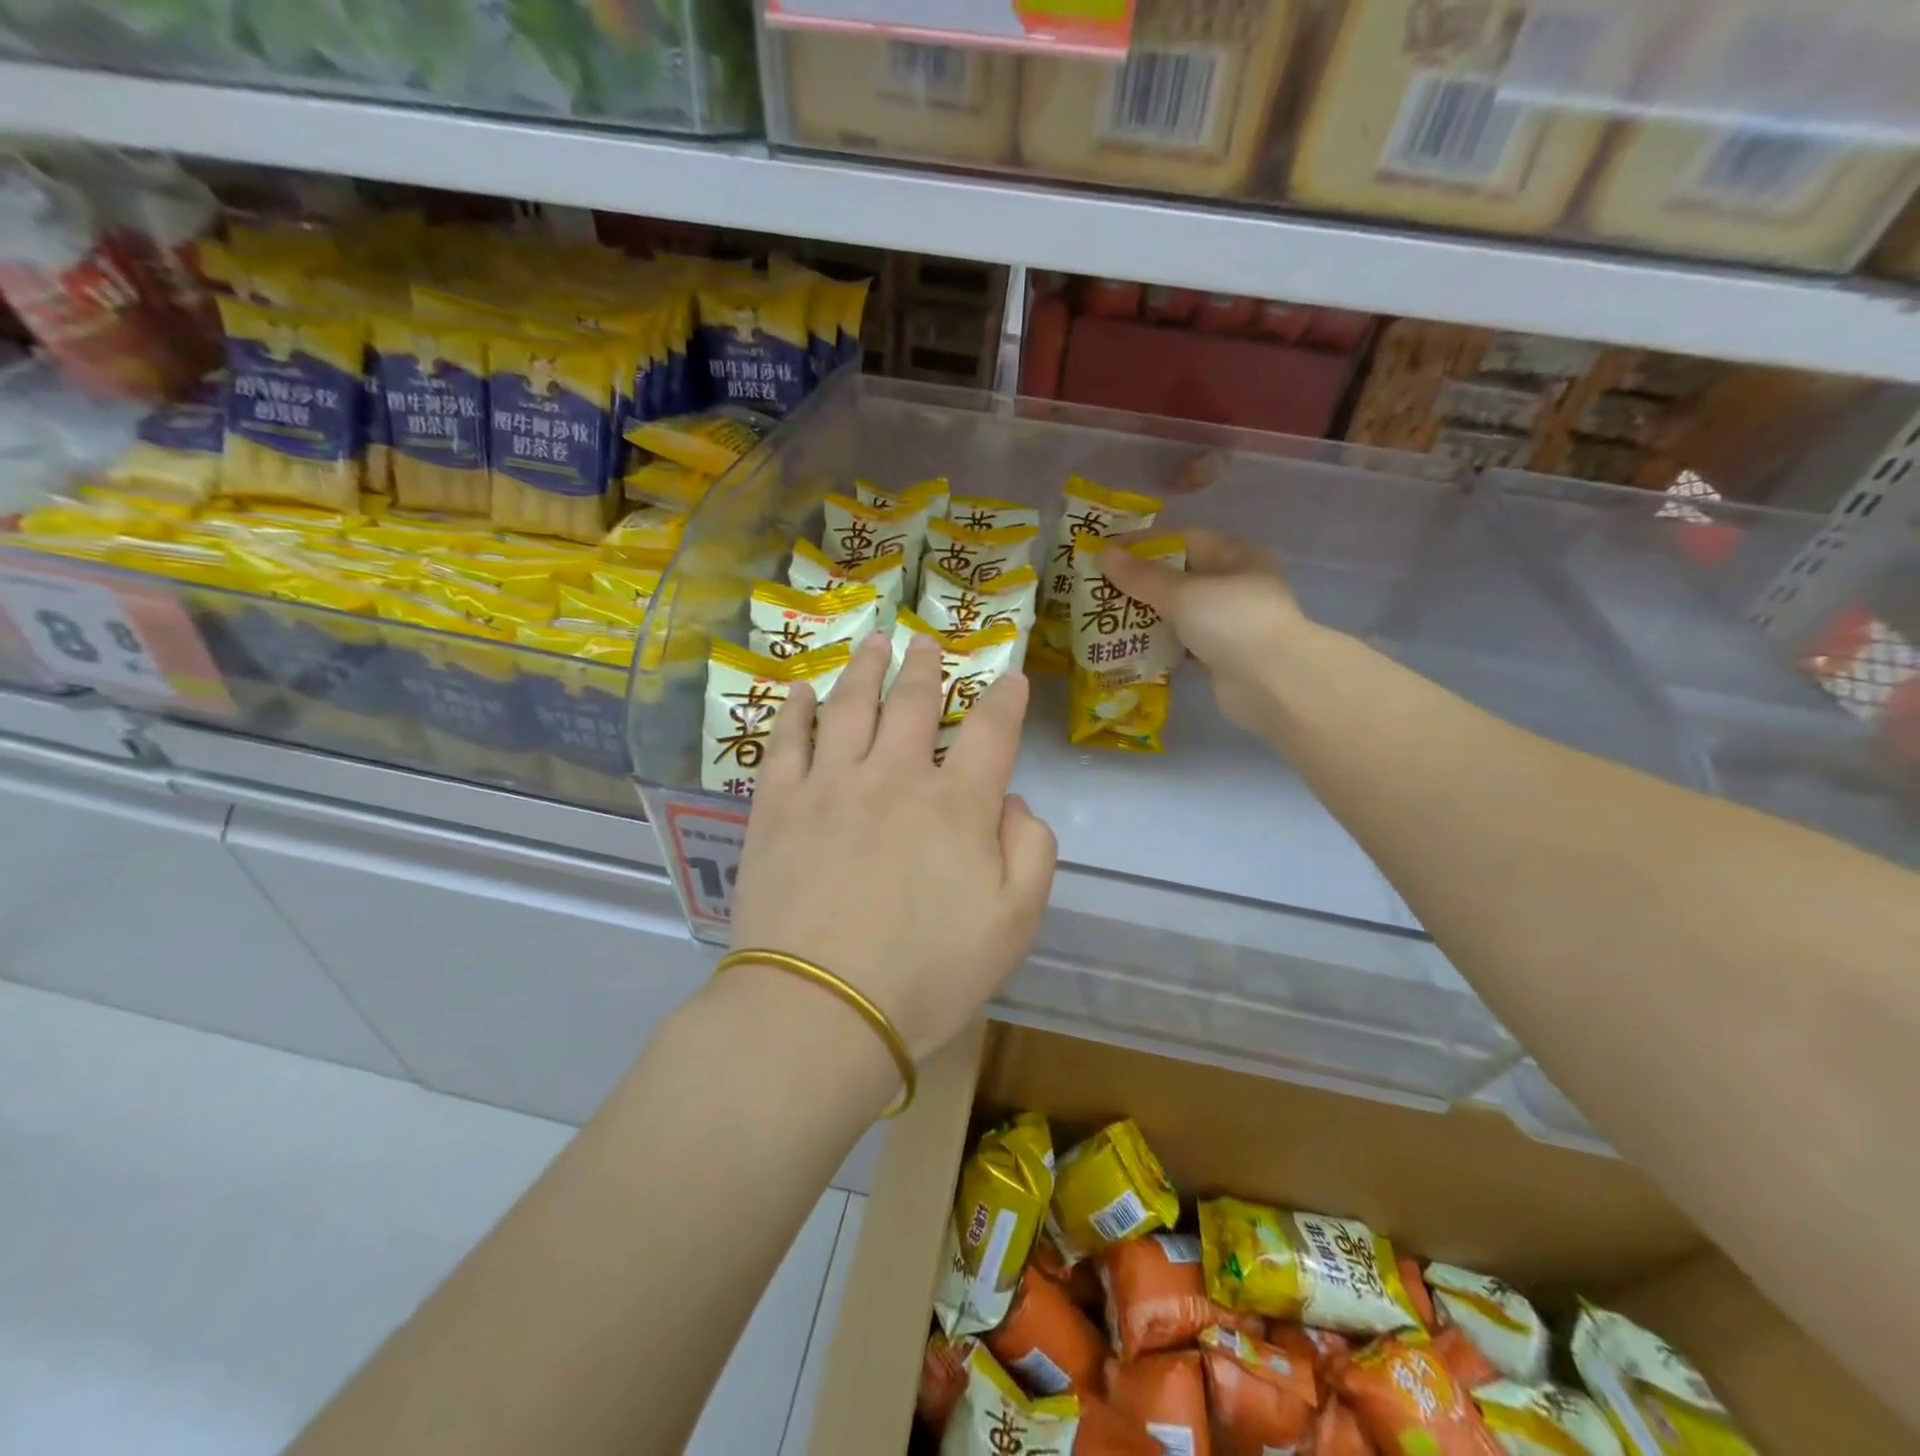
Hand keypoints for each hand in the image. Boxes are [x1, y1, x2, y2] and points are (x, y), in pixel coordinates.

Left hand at [726, 632, 1057, 1062]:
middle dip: (926, 668)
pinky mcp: (778, 805)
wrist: (821, 1008)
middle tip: (926, 643)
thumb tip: (1012, 804)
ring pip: (850, 705)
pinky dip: (796, 709)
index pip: (991, 731)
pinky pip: (786, 741)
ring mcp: (830, 784)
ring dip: (865, 668)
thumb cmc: (927, 974)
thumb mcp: (1014, 924)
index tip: (1011, 676)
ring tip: (874, 641)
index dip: (1005, 699)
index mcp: (956, 803)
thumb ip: (1030, 852)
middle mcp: (894, 776)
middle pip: (913, 703)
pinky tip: (800, 690)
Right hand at [1100, 529, 1313, 741]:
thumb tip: (1102, 555)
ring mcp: (1229, 623)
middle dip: (1140, 583)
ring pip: (1179, 612)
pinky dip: (1158, 644)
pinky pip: (1182, 643)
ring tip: (1107, 617)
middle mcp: (1234, 585)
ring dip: (1146, 615)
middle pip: (1179, 576)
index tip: (1106, 553)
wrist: (1272, 683)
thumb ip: (1141, 576)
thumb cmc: (1231, 622)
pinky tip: (1129, 646)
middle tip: (1099, 588)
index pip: (1182, 540)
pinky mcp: (1220, 656)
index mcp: (1234, 556)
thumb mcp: (1183, 592)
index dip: (1143, 544)